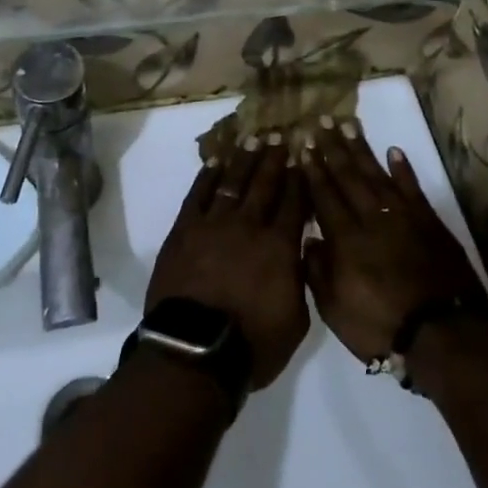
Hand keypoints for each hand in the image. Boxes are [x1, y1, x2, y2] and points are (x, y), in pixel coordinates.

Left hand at [146, 135, 309, 391]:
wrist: (194, 351)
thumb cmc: (252, 344)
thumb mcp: (296, 320)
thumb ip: (301, 279)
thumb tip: (302, 251)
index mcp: (280, 246)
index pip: (295, 202)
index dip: (300, 178)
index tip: (303, 156)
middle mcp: (250, 225)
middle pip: (265, 183)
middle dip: (274, 158)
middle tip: (280, 136)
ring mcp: (214, 223)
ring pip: (233, 181)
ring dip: (245, 159)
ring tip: (253, 139)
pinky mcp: (185, 229)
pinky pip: (199, 193)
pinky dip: (208, 175)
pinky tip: (216, 161)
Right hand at [301, 117, 487, 362]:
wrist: (444, 331)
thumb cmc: (381, 326)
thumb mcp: (335, 310)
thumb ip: (317, 272)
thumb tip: (308, 238)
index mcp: (345, 238)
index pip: (324, 196)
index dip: (313, 171)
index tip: (304, 147)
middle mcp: (371, 217)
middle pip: (348, 176)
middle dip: (332, 149)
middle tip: (321, 123)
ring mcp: (402, 215)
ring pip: (376, 174)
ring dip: (361, 149)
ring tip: (348, 125)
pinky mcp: (428, 220)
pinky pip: (412, 187)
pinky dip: (403, 169)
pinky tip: (394, 151)